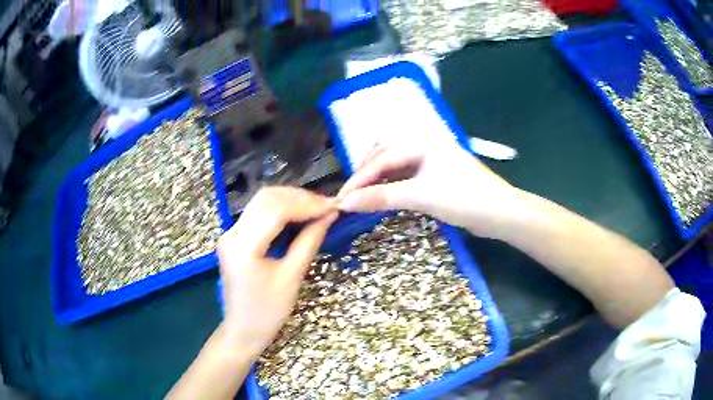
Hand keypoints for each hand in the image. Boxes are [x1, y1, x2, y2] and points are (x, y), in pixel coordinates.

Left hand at [217, 187, 337, 355]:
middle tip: (326, 206)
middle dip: (299, 198)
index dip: (307, 204)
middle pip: (267, 199)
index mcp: (243, 246)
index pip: (276, 210)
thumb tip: (329, 216)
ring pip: (262, 202)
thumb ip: (309, 241)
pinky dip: (280, 209)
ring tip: (316, 208)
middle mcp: (232, 233)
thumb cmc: (268, 312)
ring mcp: (230, 233)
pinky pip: (258, 213)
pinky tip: (298, 215)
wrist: (242, 330)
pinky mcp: (234, 237)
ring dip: (290, 200)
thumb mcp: (292, 277)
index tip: (332, 206)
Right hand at [338, 142, 519, 238]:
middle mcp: (424, 148)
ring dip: (377, 182)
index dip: (359, 178)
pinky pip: (405, 180)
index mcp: (422, 143)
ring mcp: (431, 164)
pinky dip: (391, 189)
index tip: (341, 198)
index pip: (381, 158)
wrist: (501, 214)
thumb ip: (382, 197)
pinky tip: (382, 200)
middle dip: (365, 176)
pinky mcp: (435, 179)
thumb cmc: (464, 198)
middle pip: (385, 157)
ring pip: (395, 169)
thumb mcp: (421, 196)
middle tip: (350, 197)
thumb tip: (345, 202)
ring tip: (361, 199)